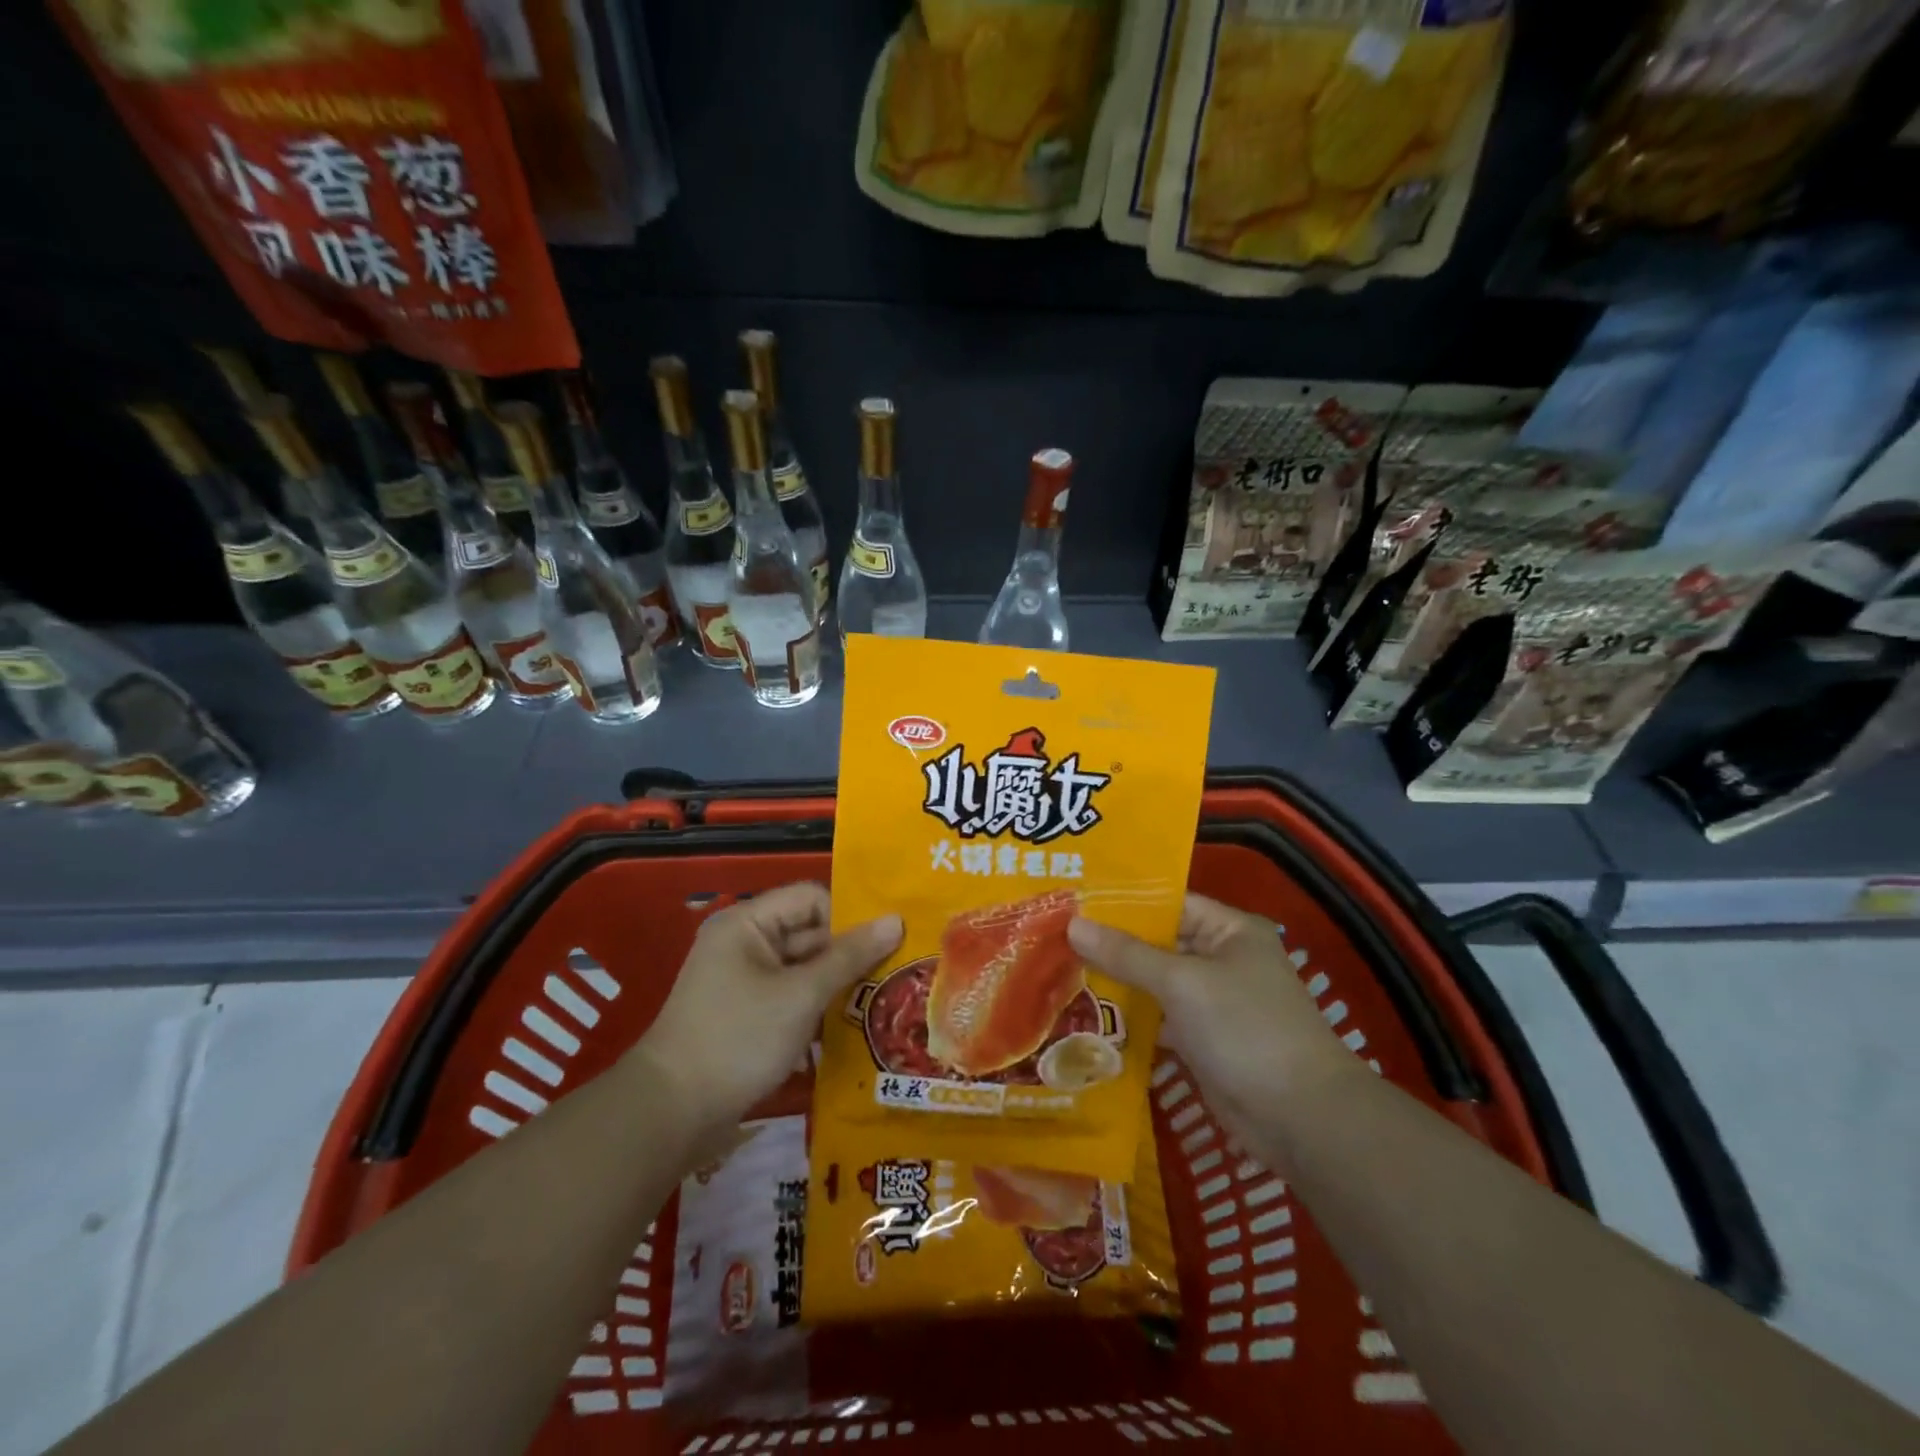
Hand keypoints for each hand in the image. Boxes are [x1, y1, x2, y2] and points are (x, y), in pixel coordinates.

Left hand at [633, 883, 901, 1132]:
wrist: (671, 1113)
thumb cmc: (738, 1039)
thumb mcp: (801, 995)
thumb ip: (850, 956)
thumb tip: (896, 920)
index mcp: (748, 923)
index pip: (811, 898)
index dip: (848, 916)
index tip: (886, 945)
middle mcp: (745, 943)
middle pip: (810, 933)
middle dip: (850, 954)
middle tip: (897, 974)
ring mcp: (745, 981)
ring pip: (805, 969)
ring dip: (838, 985)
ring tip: (884, 1002)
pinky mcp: (748, 1015)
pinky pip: (793, 998)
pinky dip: (818, 1009)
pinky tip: (852, 1028)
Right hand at [1068, 894, 1354, 1162]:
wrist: (1301, 1119)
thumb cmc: (1245, 1029)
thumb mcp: (1182, 983)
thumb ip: (1126, 954)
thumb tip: (1073, 925)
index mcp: (1228, 931)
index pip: (1167, 903)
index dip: (1122, 902)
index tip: (1072, 902)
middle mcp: (1221, 959)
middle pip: (1157, 943)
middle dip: (1111, 944)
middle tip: (1055, 938)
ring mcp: (1212, 1002)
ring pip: (1155, 983)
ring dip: (1117, 982)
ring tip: (1060, 971)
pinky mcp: (1203, 1041)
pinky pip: (1159, 1019)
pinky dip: (1131, 1018)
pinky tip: (1088, 1016)